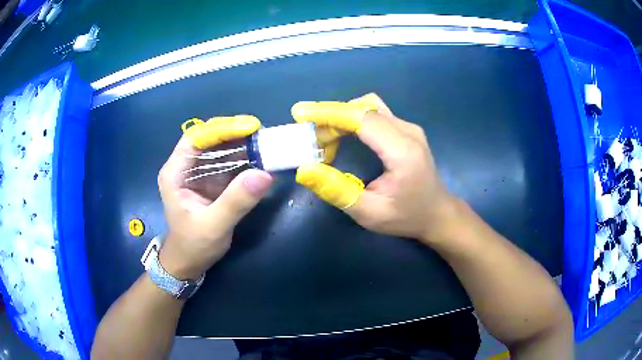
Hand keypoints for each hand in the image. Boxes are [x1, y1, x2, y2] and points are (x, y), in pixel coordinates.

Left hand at [157, 115, 272, 279]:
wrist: (189, 263)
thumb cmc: (193, 245)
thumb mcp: (213, 226)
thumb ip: (235, 202)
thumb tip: (265, 174)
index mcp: (175, 173)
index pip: (195, 138)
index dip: (221, 129)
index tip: (249, 127)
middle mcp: (185, 167)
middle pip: (208, 139)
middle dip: (234, 133)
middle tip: (261, 132)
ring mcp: (199, 174)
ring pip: (219, 148)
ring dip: (241, 143)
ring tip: (265, 141)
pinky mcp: (212, 182)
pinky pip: (228, 163)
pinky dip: (245, 158)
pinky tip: (260, 157)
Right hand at [293, 94, 456, 243]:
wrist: (438, 214)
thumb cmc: (406, 217)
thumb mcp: (369, 213)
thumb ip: (337, 191)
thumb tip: (305, 170)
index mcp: (402, 151)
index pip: (362, 119)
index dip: (329, 113)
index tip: (301, 113)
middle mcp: (408, 131)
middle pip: (364, 109)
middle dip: (332, 118)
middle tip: (312, 141)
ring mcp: (409, 128)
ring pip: (369, 107)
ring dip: (342, 118)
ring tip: (326, 140)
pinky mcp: (406, 130)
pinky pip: (375, 114)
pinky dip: (353, 121)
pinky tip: (344, 137)